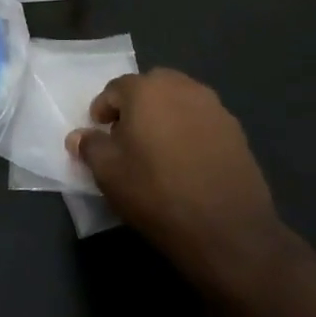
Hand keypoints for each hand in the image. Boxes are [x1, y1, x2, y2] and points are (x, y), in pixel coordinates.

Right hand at [69, 69, 294, 285]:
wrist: (227, 230)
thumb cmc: (156, 193)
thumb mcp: (109, 173)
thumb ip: (90, 147)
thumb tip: (78, 136)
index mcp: (147, 90)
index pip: (116, 88)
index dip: (103, 109)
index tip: (99, 130)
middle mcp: (182, 88)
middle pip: (151, 87)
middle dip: (136, 105)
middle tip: (128, 135)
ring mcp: (214, 108)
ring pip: (180, 101)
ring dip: (165, 116)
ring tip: (158, 148)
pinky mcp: (236, 131)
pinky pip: (203, 121)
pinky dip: (190, 131)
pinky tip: (187, 161)